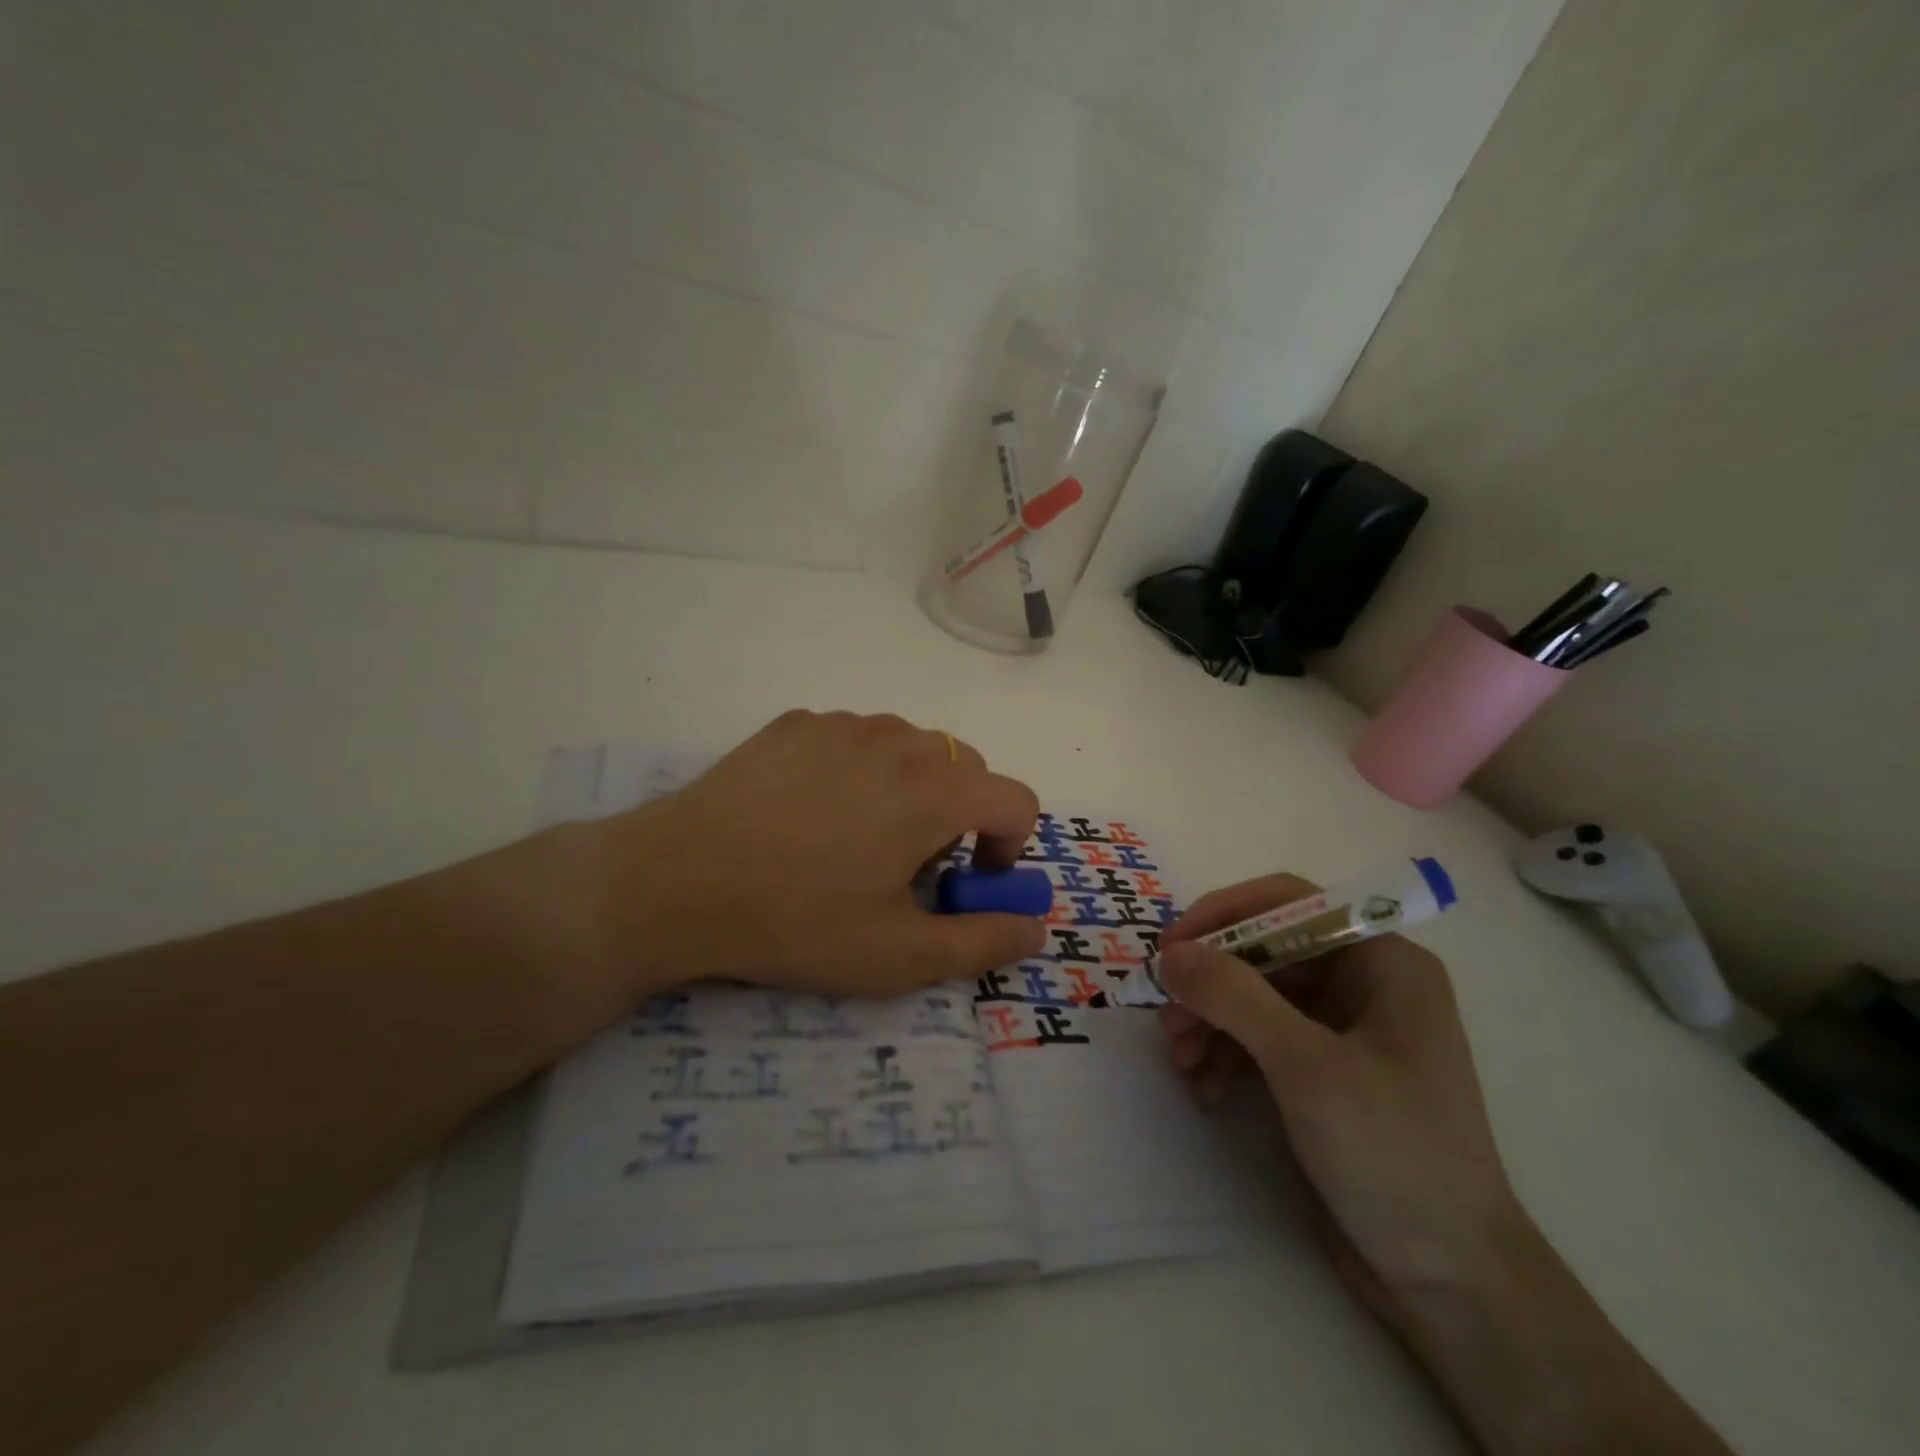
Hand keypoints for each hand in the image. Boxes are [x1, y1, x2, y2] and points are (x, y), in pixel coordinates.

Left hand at [563, 710, 1046, 1006]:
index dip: (1008, 847)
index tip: (969, 882)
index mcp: (935, 790)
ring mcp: (842, 725)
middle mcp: (898, 740)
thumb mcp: (899, 956)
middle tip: (908, 866)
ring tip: (857, 837)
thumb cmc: (798, 921)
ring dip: (910, 788)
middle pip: (965, 769)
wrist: (676, 882)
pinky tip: (809, 811)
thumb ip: (983, 944)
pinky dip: (858, 770)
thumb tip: (1035, 929)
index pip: (1015, 800)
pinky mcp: (795, 723)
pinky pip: (853, 740)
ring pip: (909, 748)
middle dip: (958, 817)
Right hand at [1154, 875, 1527, 1327]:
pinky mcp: (1322, 1072)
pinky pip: (1259, 1040)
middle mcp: (1362, 983)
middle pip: (1263, 953)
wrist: (1450, 1282)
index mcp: (1382, 962)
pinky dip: (1227, 1057)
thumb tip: (1170, 954)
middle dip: (1210, 985)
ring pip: (1254, 997)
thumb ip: (1235, 997)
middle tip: (1168, 1021)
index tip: (1170, 949)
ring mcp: (1342, 1029)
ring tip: (1181, 1062)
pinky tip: (1207, 1092)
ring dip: (1210, 1023)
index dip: (1223, 915)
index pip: (1288, 902)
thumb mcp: (1307, 1067)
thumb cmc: (1393, 1154)